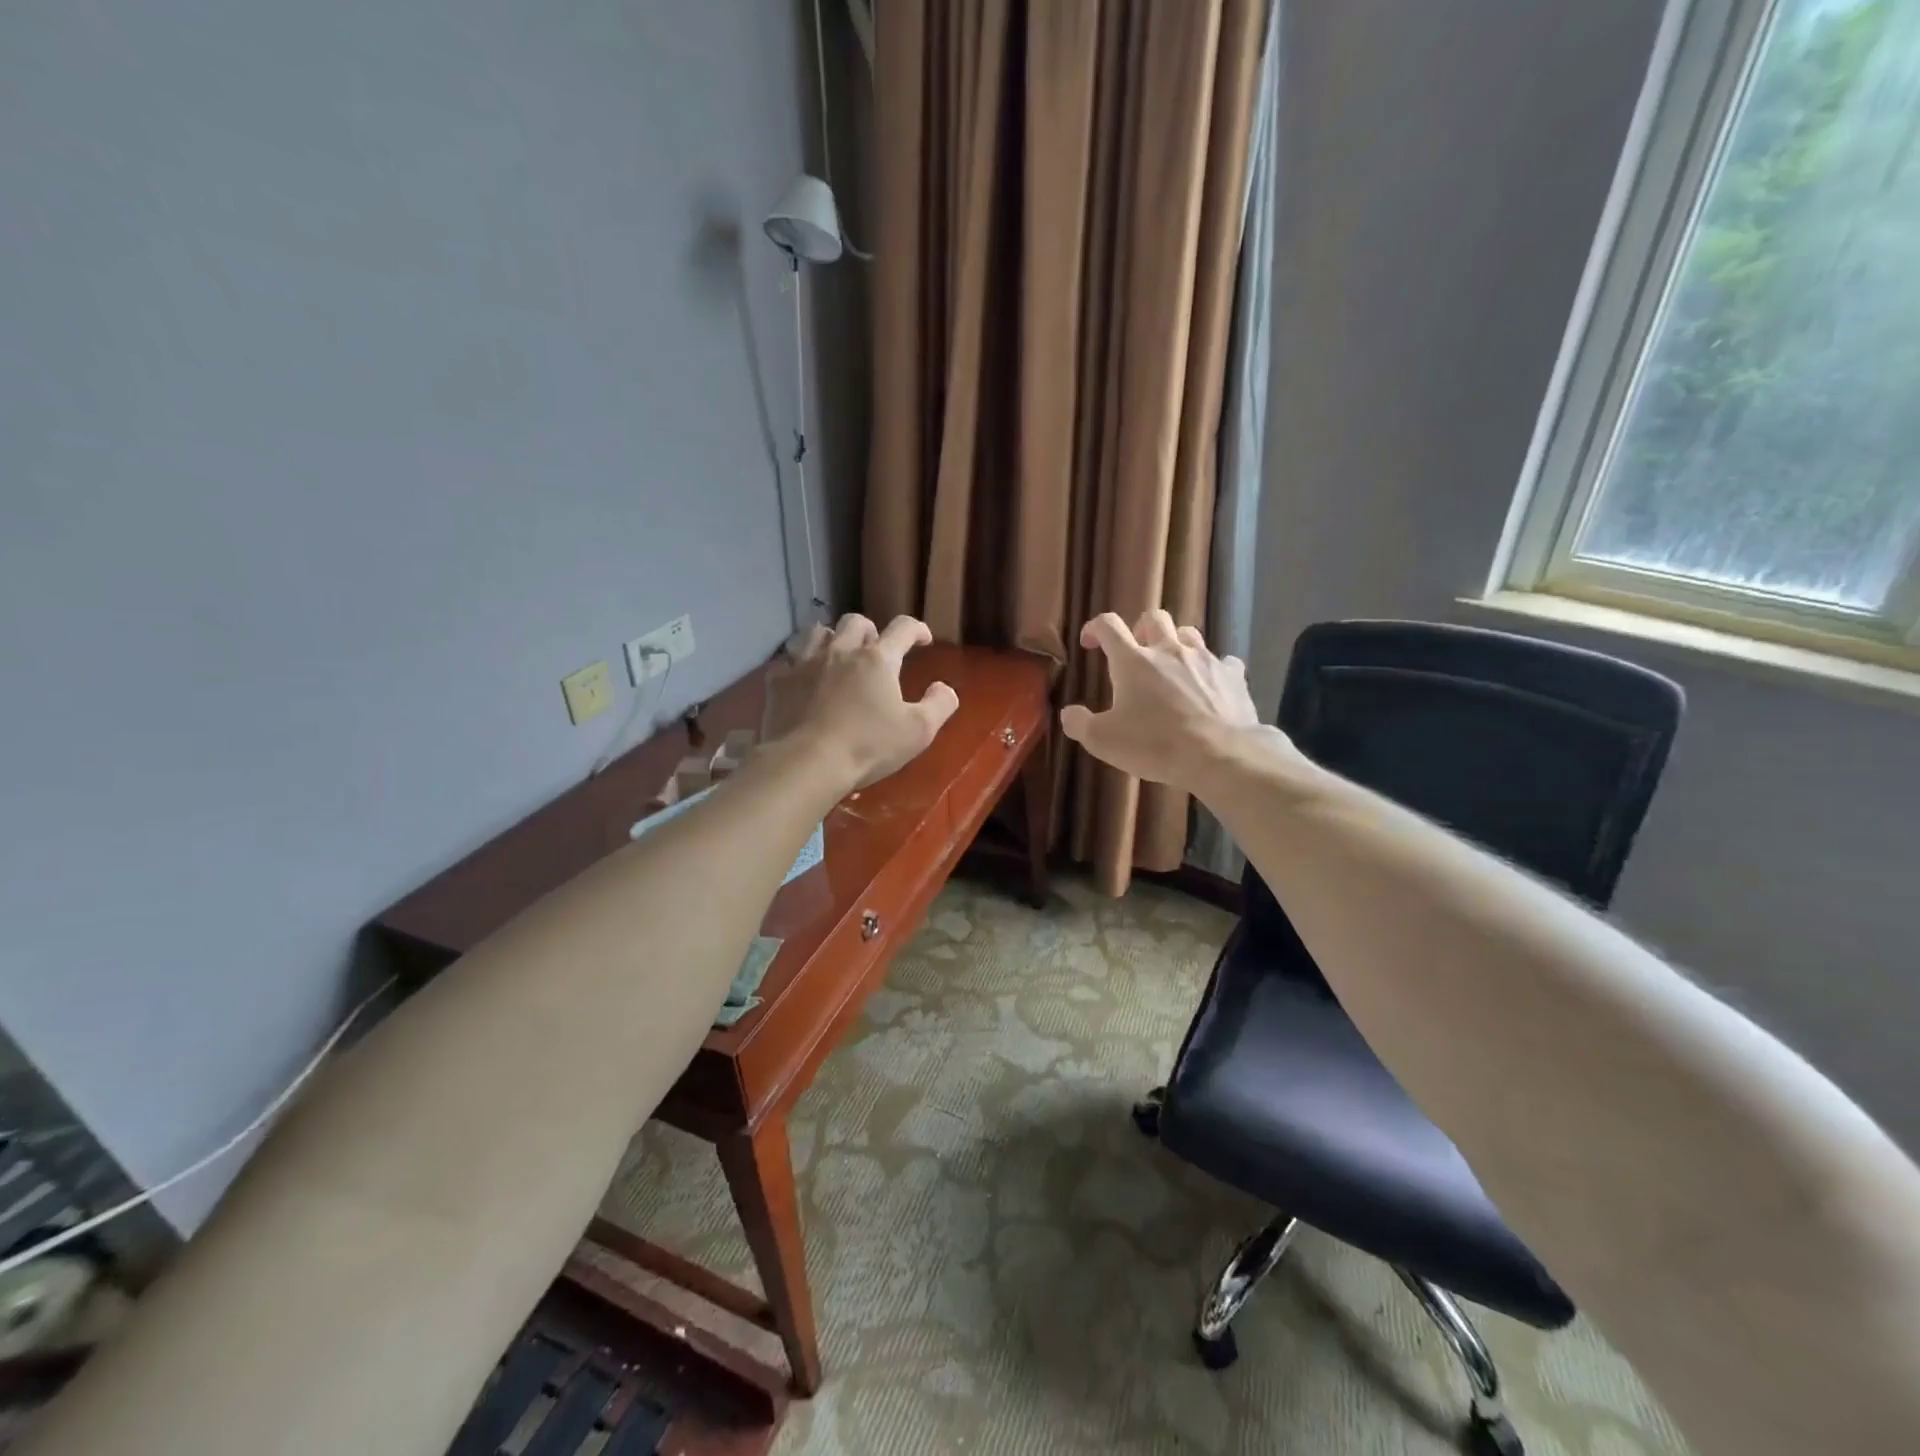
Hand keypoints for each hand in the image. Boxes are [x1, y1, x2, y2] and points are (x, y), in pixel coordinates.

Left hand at [772, 614, 959, 789]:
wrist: (806, 763)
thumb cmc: (868, 747)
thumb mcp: (918, 732)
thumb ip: (939, 705)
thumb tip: (945, 688)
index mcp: (878, 659)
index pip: (902, 628)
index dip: (916, 629)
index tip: (923, 639)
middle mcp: (840, 651)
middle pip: (855, 622)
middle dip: (869, 630)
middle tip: (875, 649)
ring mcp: (804, 663)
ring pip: (817, 632)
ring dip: (831, 639)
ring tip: (836, 655)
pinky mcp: (779, 682)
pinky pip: (787, 661)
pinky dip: (798, 665)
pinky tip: (802, 679)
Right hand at [1060, 611, 1266, 788]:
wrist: (1219, 755)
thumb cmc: (1155, 744)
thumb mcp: (1102, 741)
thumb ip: (1079, 723)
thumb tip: (1069, 713)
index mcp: (1133, 661)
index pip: (1109, 625)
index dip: (1096, 628)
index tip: (1090, 642)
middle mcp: (1169, 650)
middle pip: (1154, 619)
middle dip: (1141, 629)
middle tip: (1136, 651)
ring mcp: (1204, 660)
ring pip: (1188, 633)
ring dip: (1176, 642)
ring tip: (1172, 664)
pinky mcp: (1232, 676)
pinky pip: (1222, 662)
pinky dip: (1213, 669)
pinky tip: (1210, 685)